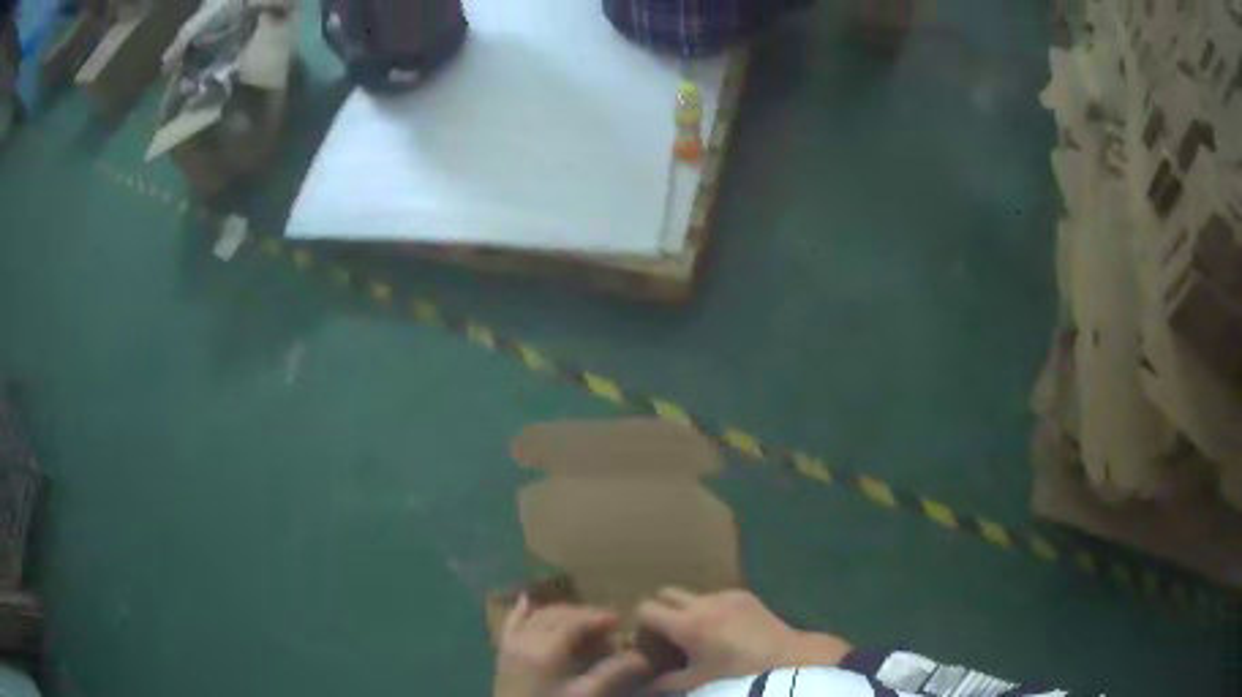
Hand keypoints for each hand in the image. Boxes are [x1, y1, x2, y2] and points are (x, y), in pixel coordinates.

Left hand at [494, 595, 649, 696]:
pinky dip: (521, 611)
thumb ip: (612, 673)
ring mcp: (511, 645)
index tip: (620, 619)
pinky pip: (510, 625)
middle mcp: (525, 640)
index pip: (575, 622)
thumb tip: (641, 656)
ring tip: (583, 622)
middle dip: (582, 615)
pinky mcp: (503, 654)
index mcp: (546, 650)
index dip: (598, 618)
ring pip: (536, 616)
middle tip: (607, 624)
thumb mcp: (585, 695)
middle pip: (556, 616)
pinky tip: (527, 600)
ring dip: (560, 614)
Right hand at [637, 588, 852, 690]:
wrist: (788, 662)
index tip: (647, 641)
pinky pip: (718, 596)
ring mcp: (727, 595)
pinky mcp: (747, 595)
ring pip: (693, 595)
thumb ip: (664, 682)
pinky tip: (726, 631)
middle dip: (662, 611)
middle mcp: (703, 602)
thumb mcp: (696, 684)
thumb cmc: (736, 676)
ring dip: (688, 610)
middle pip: (666, 593)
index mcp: (686, 623)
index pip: (645, 608)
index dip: (641, 624)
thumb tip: (644, 682)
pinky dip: (713, 609)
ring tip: (700, 635)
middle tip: (668, 636)